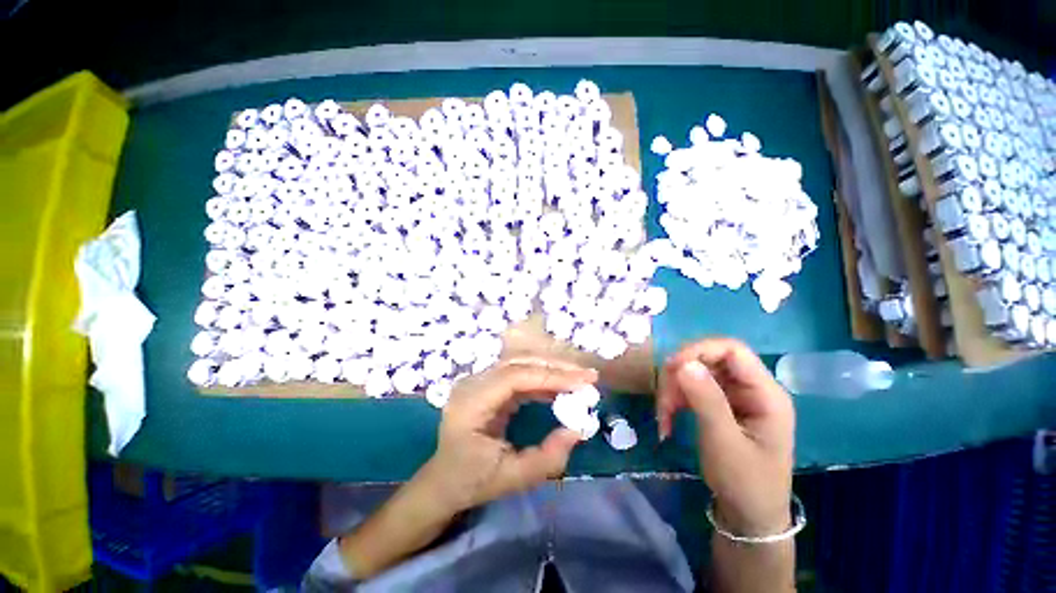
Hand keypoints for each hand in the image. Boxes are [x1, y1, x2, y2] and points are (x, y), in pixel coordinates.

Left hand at [416, 358, 597, 513]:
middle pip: (518, 362)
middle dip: (555, 367)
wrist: (444, 481)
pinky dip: (542, 379)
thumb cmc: (471, 482)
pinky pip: (519, 374)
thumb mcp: (512, 479)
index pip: (514, 376)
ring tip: (579, 380)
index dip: (550, 375)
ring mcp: (479, 381)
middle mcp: (472, 384)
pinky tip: (560, 388)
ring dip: (551, 369)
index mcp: (471, 403)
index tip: (582, 381)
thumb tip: (578, 429)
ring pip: (520, 363)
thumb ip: (547, 458)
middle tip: (587, 376)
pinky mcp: (488, 385)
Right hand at [658, 338, 794, 535]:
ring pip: (694, 374)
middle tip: (663, 402)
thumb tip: (683, 362)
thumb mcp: (724, 442)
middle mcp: (750, 388)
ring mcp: (733, 396)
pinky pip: (691, 389)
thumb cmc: (745, 482)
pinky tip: (666, 419)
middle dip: (680, 376)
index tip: (671, 367)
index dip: (698, 350)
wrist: (748, 516)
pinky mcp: (719, 404)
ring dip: (673, 390)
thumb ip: (707, 400)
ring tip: (662, 416)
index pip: (732, 350)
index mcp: (766, 393)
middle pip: (708, 360)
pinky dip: (674, 400)